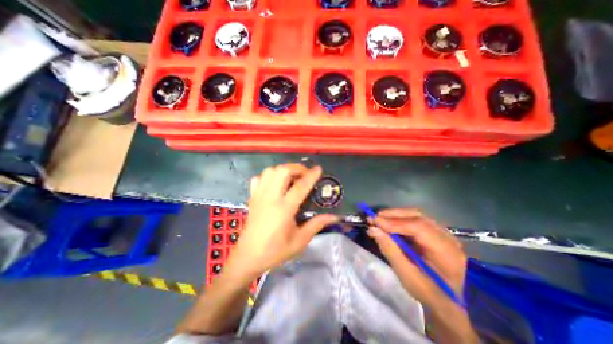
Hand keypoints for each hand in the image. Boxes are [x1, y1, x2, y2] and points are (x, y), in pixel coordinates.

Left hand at [225, 165, 339, 281]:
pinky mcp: (252, 198)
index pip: (300, 186)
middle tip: (304, 174)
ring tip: (291, 177)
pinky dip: (268, 176)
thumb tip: (334, 216)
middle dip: (296, 168)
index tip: (318, 169)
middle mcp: (270, 198)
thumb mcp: (299, 241)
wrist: (248, 257)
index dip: (311, 175)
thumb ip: (316, 225)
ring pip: (270, 171)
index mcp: (284, 209)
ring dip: (283, 169)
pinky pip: (259, 178)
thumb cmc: (275, 251)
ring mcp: (259, 196)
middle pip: (282, 171)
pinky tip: (275, 183)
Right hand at [365, 210, 467, 310]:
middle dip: (393, 215)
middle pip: (418, 217)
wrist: (449, 302)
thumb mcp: (407, 276)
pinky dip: (400, 219)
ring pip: (416, 215)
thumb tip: (373, 229)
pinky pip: (416, 220)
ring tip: (379, 219)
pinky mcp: (436, 232)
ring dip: (395, 215)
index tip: (374, 222)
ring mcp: (443, 233)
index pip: (418, 228)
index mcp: (446, 252)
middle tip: (374, 218)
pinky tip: (389, 223)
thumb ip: (390, 250)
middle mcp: (448, 238)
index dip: (394, 223)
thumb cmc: (428, 293)